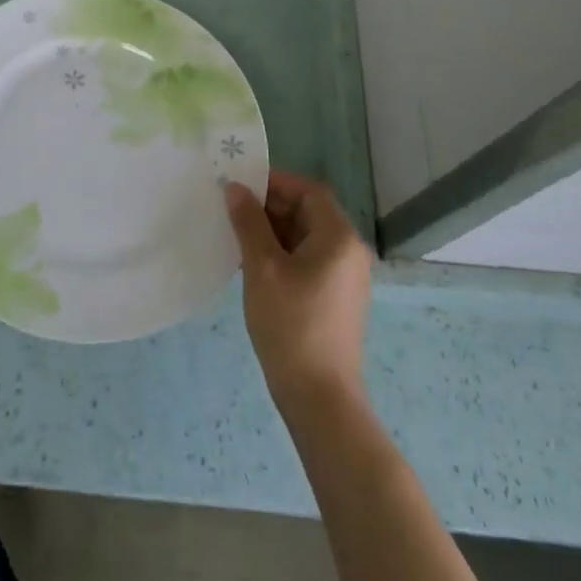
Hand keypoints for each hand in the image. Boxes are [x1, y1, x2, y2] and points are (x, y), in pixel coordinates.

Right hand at [225, 169, 373, 414]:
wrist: (320, 398)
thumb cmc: (291, 324)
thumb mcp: (262, 267)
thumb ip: (248, 222)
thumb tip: (235, 188)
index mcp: (339, 237)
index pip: (308, 191)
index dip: (275, 182)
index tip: (240, 184)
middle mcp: (349, 251)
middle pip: (308, 212)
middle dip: (270, 206)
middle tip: (232, 209)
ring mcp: (344, 277)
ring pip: (305, 237)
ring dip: (272, 231)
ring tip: (235, 235)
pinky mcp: (335, 298)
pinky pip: (307, 260)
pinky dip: (281, 253)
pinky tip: (251, 264)